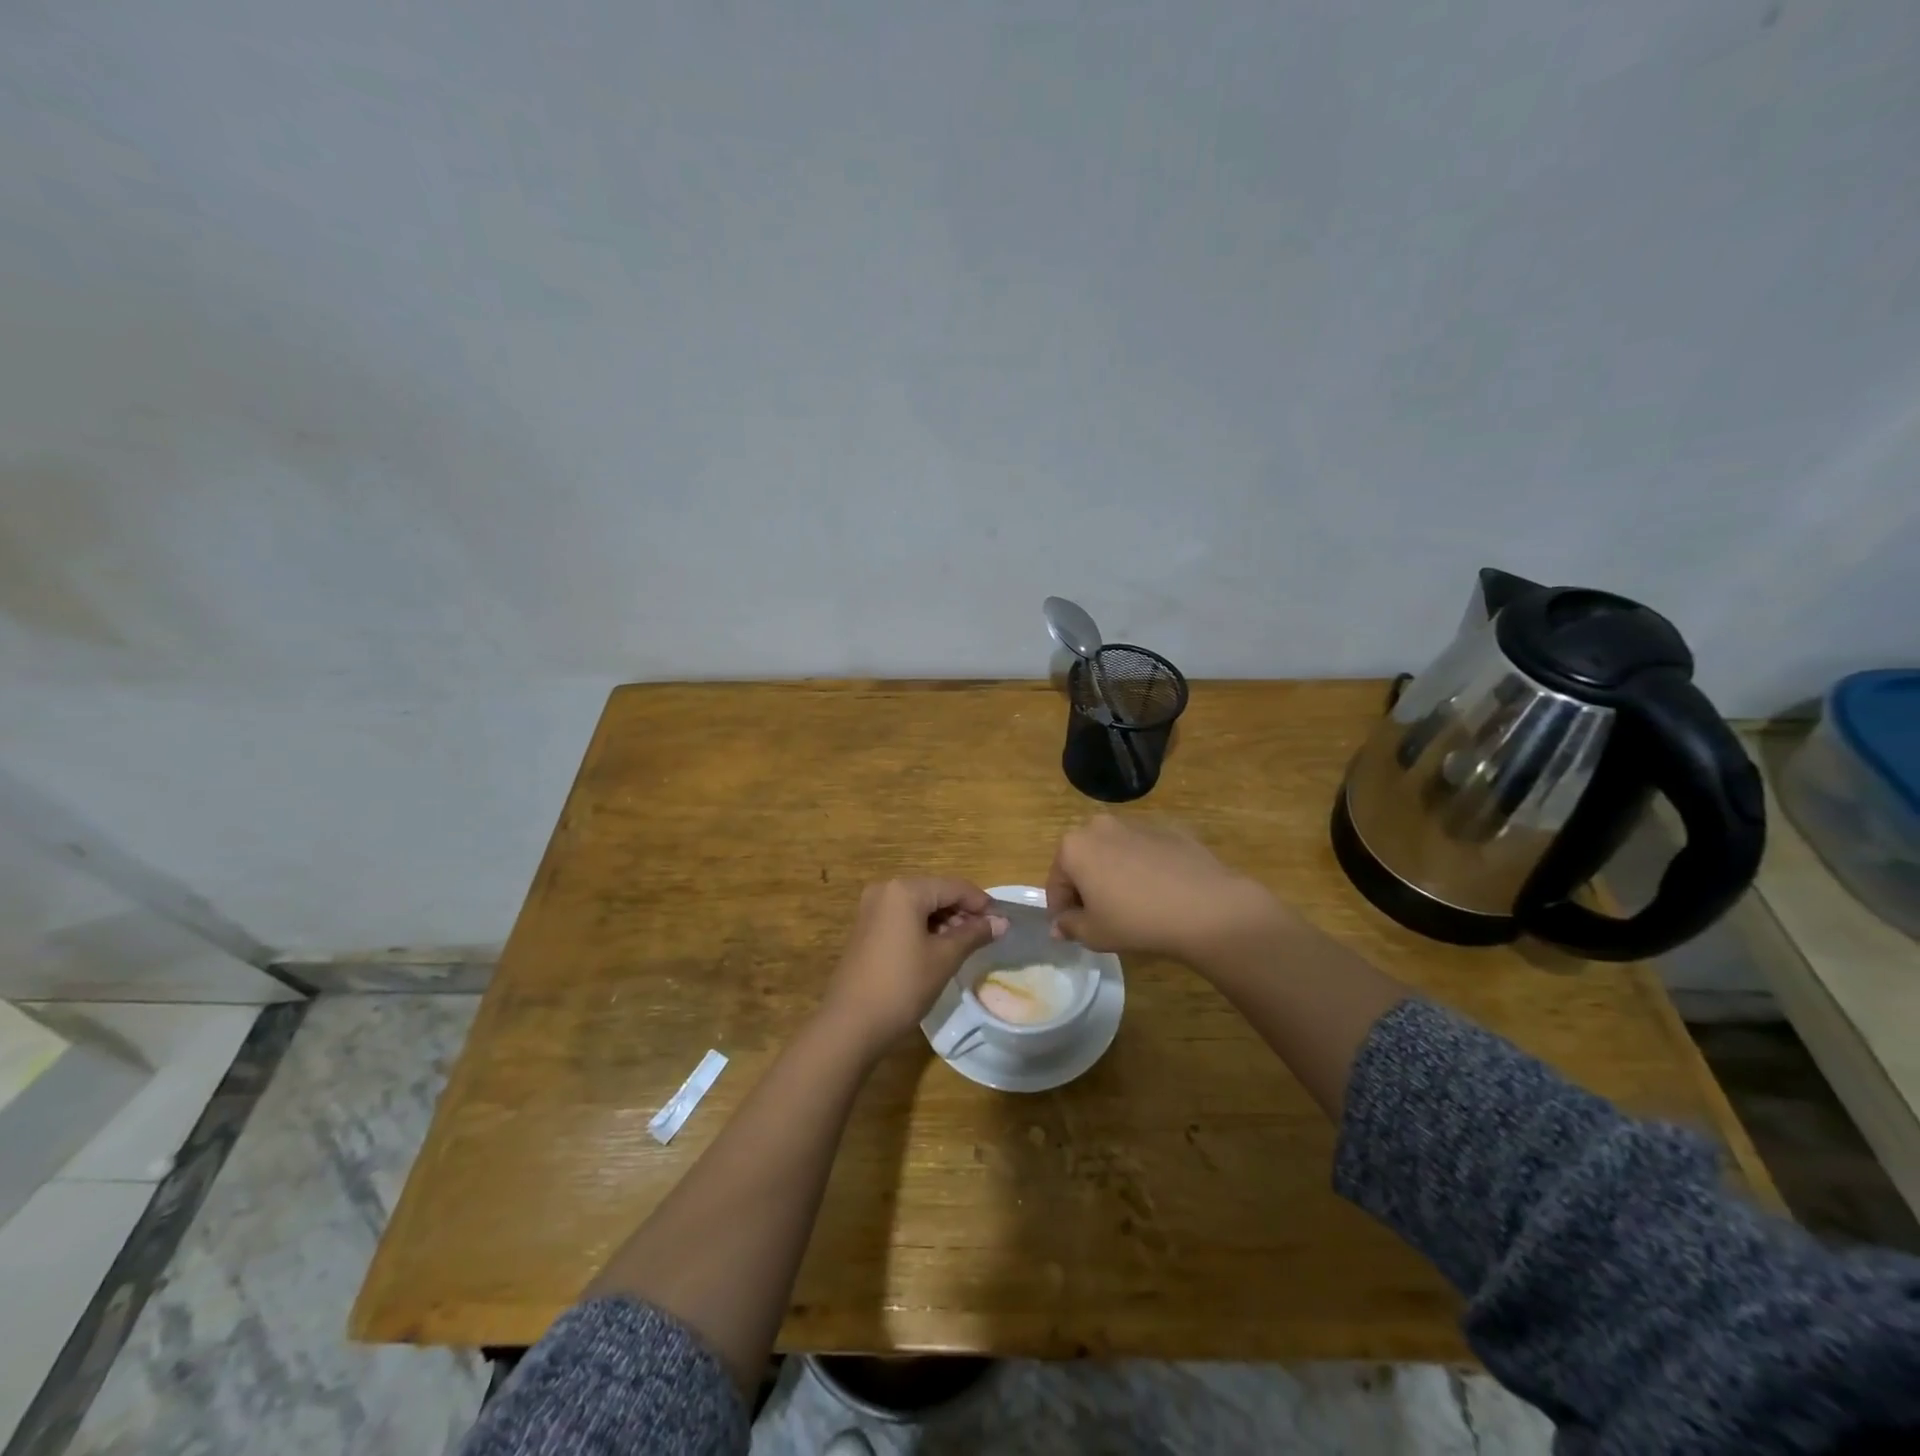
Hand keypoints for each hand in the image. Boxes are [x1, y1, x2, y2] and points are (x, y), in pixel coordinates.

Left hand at [821, 877, 1007, 1057]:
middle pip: (935, 892)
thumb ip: (974, 934)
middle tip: (986, 936)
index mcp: (905, 890)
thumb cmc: (902, 986)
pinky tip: (939, 948)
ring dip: (944, 920)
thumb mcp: (944, 958)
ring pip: (919, 905)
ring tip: (966, 945)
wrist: (851, 1023)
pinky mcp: (866, 927)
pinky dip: (924, 927)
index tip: (1002, 922)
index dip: (980, 902)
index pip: (953, 887)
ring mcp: (872, 908)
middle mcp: (886, 890)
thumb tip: (1002, 922)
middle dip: (962, 911)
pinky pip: (903, 917)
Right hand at [1047, 815, 1283, 965]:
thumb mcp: (1094, 933)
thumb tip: (1059, 925)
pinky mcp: (1169, 830)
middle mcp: (1101, 826)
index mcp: (1074, 847)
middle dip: (1086, 886)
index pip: (1056, 882)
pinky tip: (1160, 893)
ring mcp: (1137, 824)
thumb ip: (1069, 926)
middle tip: (1101, 917)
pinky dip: (1144, 868)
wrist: (1206, 907)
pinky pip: (1145, 851)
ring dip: (1115, 874)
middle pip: (1083, 860)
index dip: (1061, 909)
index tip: (1071, 929)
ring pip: (1114, 852)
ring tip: (1133, 905)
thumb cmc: (1136, 921)